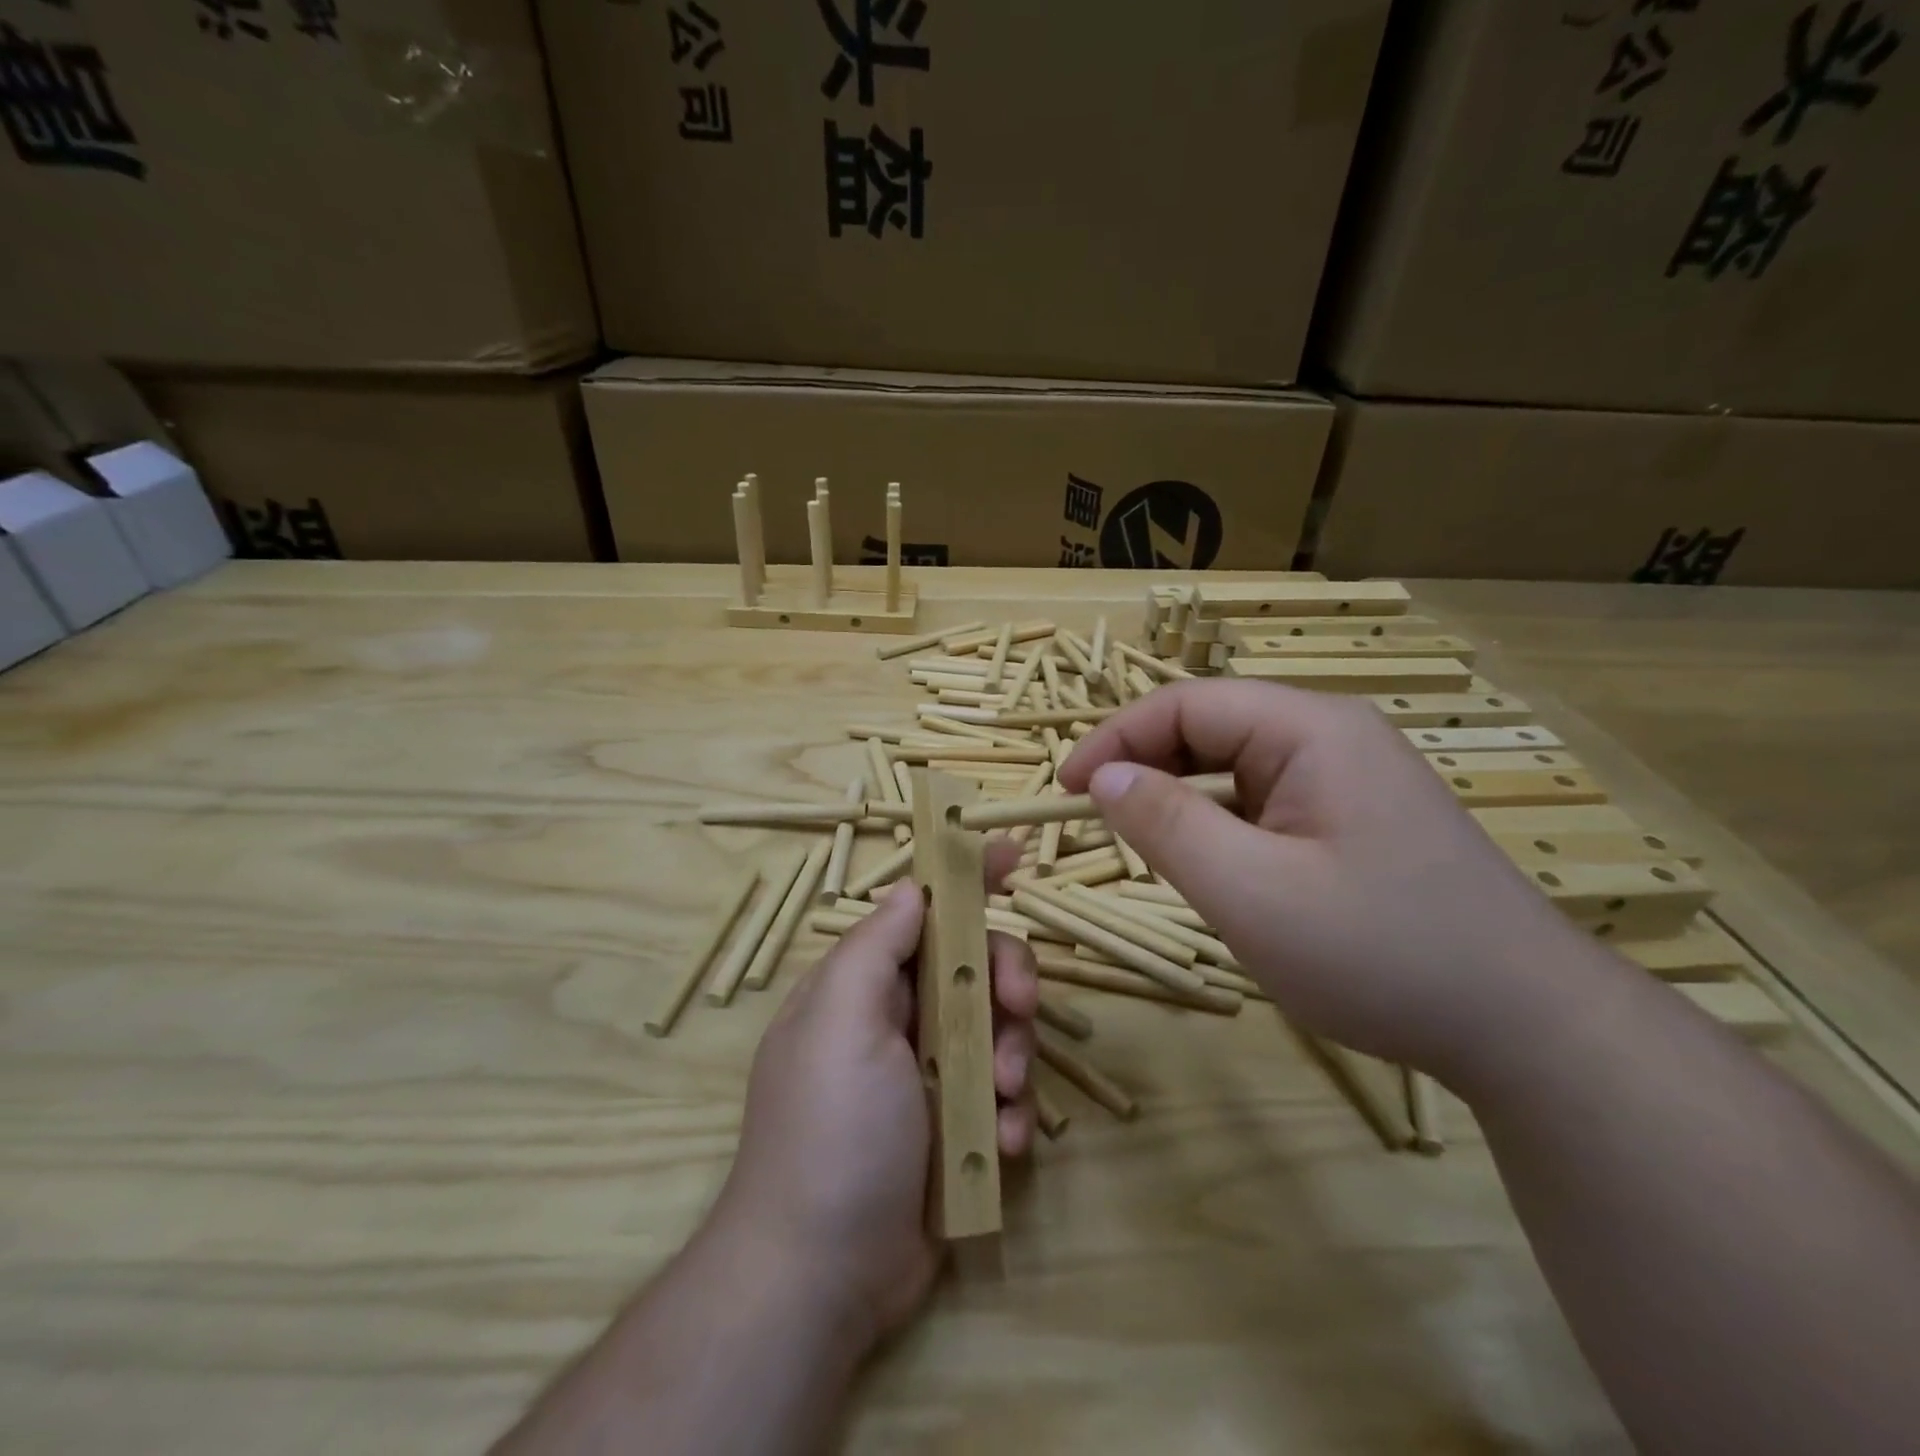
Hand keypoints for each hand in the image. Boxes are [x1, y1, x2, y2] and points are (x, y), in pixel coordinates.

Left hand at [710, 857, 1038, 1354]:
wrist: (822, 1275)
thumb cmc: (830, 1129)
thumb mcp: (840, 1022)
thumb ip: (875, 946)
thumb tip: (912, 888)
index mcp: (864, 985)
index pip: (920, 912)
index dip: (965, 881)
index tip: (1012, 855)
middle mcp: (897, 1019)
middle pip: (975, 966)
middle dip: (1006, 979)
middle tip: (1019, 1004)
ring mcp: (930, 1074)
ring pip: (1000, 1029)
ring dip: (1014, 1055)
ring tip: (1001, 1099)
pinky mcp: (957, 1126)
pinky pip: (1004, 1095)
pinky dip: (1012, 1112)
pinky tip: (1002, 1145)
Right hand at [1061, 680, 1586, 1078]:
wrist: (1529, 1028)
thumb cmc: (1382, 954)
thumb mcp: (1251, 893)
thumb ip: (1166, 824)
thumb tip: (1103, 776)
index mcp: (1309, 729)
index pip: (1184, 704)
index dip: (1115, 739)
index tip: (1065, 789)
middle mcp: (1330, 736)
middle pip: (1210, 729)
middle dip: (1147, 769)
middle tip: (1101, 825)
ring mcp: (1349, 777)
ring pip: (1235, 769)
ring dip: (1183, 802)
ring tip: (1154, 853)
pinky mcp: (1356, 818)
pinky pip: (1265, 802)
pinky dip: (1223, 827)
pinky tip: (1220, 871)